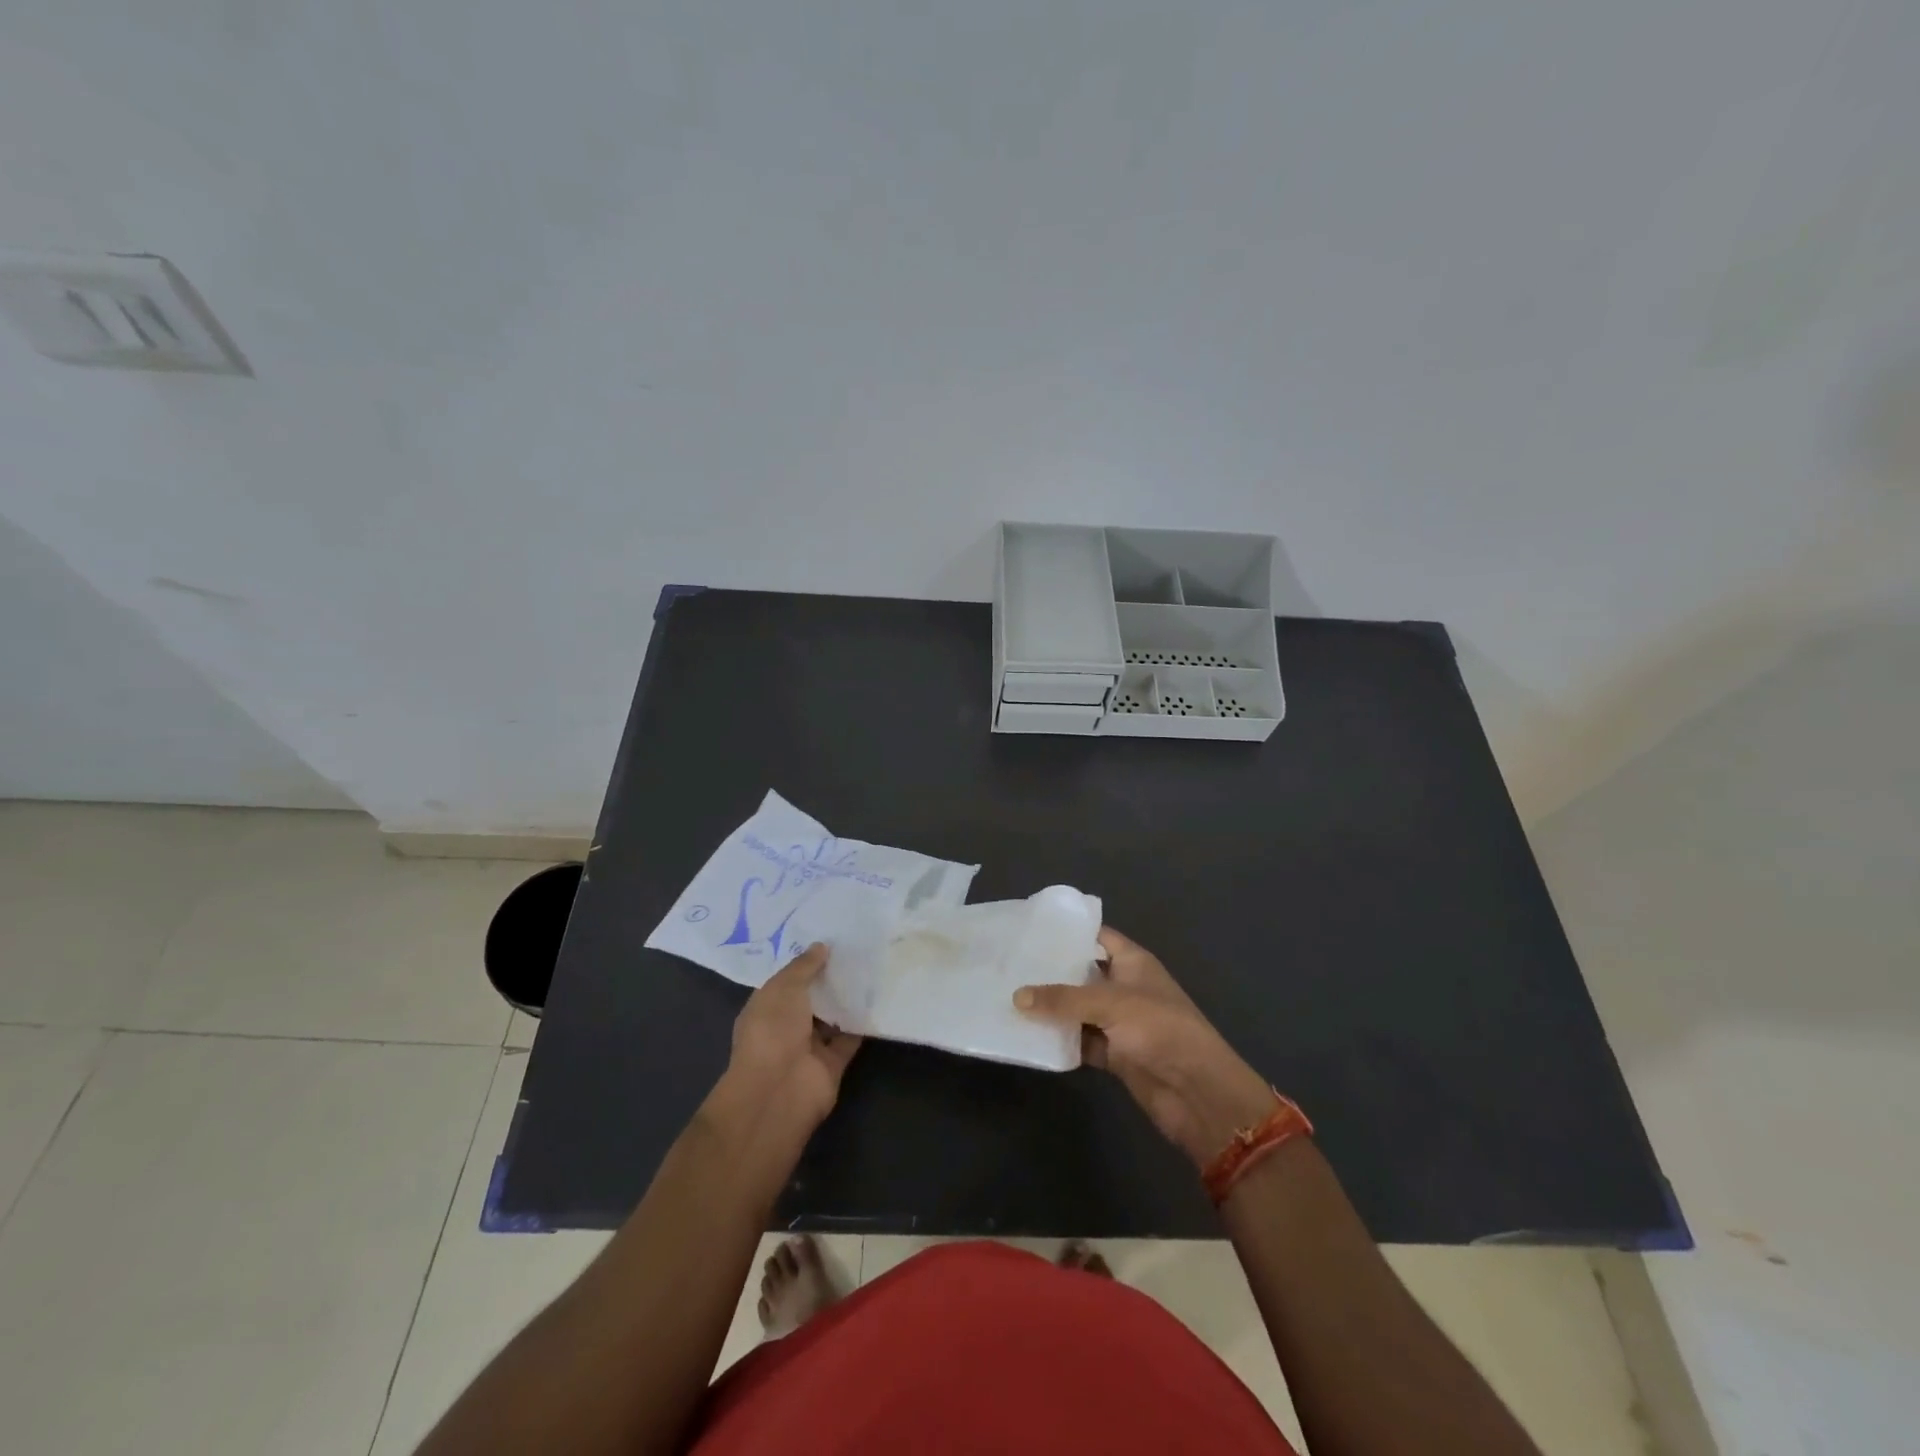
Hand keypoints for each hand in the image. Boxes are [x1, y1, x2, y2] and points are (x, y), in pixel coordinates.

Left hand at [722, 944, 862, 1133]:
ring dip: (848, 998)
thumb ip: (804, 966)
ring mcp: (809, 1047)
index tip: (830, 939)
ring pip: (832, 1017)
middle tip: (858, 948)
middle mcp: (786, 1027)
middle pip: (812, 998)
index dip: (806, 963)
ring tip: (872, 966)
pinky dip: (862, 1023)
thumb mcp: (784, 988)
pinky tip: (879, 997)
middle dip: (830, 977)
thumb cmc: (772, 1031)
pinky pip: (850, 1038)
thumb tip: (822, 946)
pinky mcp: (832, 1064)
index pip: (787, 981)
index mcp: (766, 1008)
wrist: (779, 1091)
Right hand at [1015, 927, 1275, 1168]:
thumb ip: (1063, 999)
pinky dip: (1061, 1040)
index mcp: (1134, 962)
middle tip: (1010, 964)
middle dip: (1052, 971)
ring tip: (1009, 997)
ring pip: (1079, 1009)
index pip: (1098, 936)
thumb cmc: (1160, 1030)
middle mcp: (1125, 987)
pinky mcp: (1115, 1054)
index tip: (1031, 929)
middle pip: (1083, 973)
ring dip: (1052, 1009)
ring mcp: (1120, 1022)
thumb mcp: (1111, 1004)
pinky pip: (1081, 1041)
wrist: (1197, 1092)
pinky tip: (1029, 1036)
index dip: (1069, 932)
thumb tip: (1017, 996)